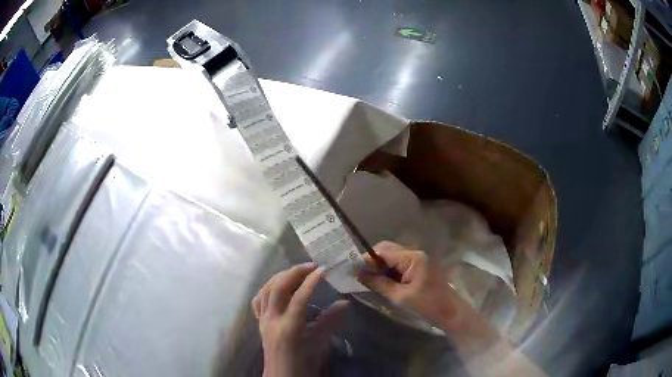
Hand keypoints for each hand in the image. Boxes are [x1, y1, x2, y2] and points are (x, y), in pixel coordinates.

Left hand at [252, 262, 347, 376]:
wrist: (283, 375)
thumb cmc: (303, 362)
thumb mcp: (319, 343)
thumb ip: (331, 322)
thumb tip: (345, 303)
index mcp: (290, 327)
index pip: (299, 297)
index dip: (311, 281)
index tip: (324, 269)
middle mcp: (272, 319)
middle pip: (279, 287)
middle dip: (295, 272)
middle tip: (312, 266)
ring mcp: (263, 319)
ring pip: (266, 289)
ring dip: (281, 276)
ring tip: (297, 271)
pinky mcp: (259, 321)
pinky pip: (259, 299)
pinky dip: (268, 288)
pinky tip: (277, 286)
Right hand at [357, 241, 473, 329]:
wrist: (450, 312)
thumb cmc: (427, 305)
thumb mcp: (399, 296)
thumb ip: (378, 283)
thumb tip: (358, 273)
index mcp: (412, 258)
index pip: (383, 250)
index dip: (366, 258)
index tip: (352, 269)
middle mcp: (415, 254)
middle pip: (388, 250)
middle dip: (372, 261)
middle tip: (360, 275)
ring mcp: (418, 260)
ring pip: (393, 257)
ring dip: (380, 266)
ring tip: (368, 279)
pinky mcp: (419, 268)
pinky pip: (400, 264)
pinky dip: (389, 271)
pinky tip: (382, 281)